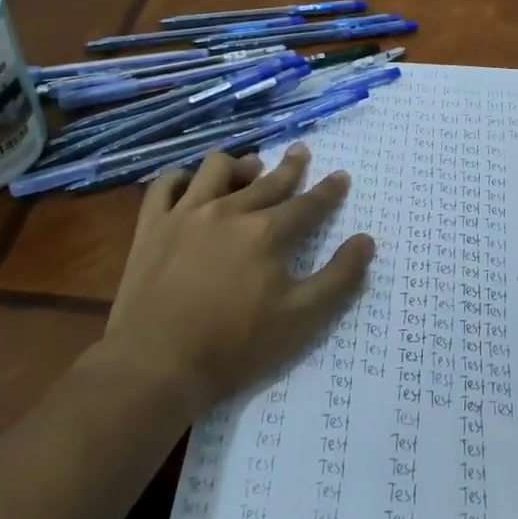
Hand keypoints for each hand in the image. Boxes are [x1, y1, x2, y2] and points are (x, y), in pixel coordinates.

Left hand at [84, 146, 373, 413]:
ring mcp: (186, 215)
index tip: (341, 175)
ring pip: (216, 169)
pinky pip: (165, 185)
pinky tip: (190, 183)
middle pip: (267, 179)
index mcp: (267, 233)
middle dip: (290, 166)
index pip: (308, 204)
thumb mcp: (301, 319)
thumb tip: (365, 240)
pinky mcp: (152, 227)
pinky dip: (181, 178)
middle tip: (300, 152)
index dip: (328, 190)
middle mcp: (229, 211)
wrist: (155, 366)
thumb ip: (339, 278)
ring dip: (239, 164)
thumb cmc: (234, 346)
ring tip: (249, 167)